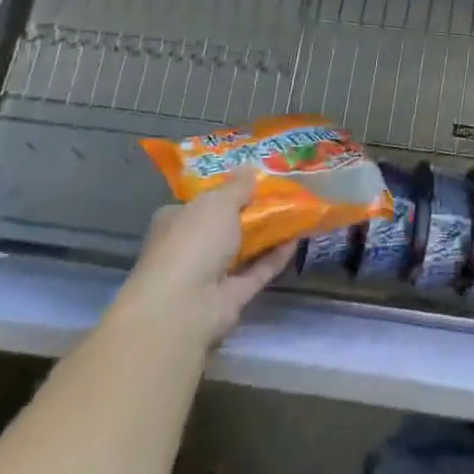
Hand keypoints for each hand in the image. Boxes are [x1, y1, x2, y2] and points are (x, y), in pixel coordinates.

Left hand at [114, 171, 296, 349]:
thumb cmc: (194, 241)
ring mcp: (210, 275)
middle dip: (251, 211)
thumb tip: (250, 168)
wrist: (185, 306)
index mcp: (175, 221)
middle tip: (283, 192)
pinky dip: (276, 256)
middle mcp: (189, 247)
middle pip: (225, 225)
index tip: (253, 179)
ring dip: (267, 233)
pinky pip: (257, 270)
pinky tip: (298, 238)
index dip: (226, 190)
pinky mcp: (231, 297)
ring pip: (243, 249)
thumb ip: (238, 186)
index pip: (201, 202)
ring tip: (297, 211)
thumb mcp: (218, 202)